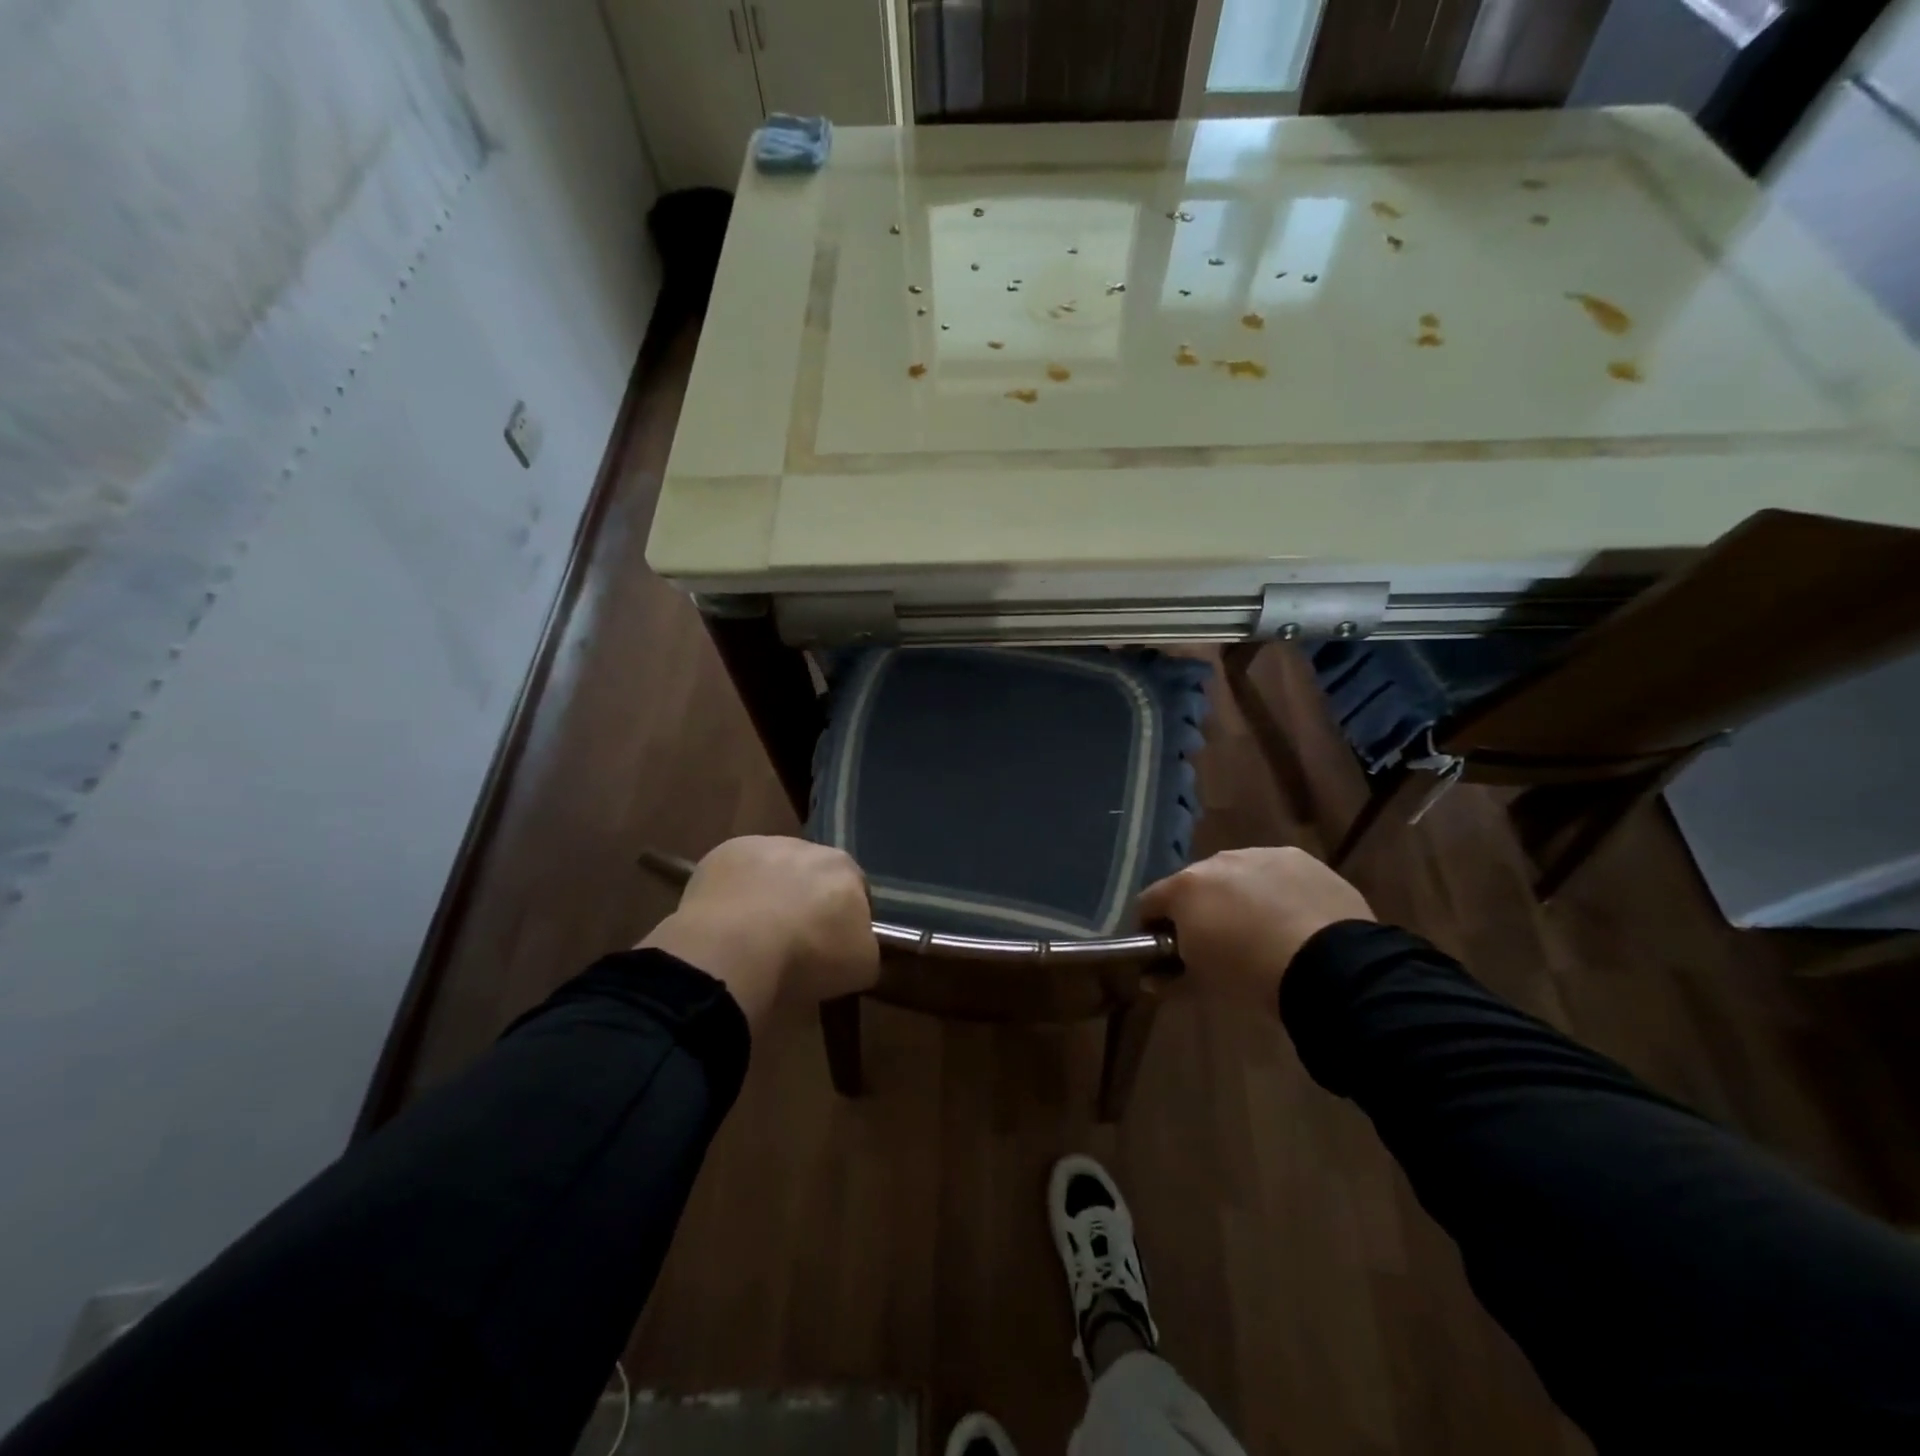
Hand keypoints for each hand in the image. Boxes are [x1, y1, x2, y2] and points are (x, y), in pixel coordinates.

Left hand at [639, 837, 878, 1022]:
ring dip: (769, 893)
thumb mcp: (862, 966)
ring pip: (772, 871)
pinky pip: (735, 876)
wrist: (736, 949)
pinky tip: (726, 924)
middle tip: (793, 941)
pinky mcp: (721, 854)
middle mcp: (807, 846)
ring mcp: (761, 846)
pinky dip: (734, 895)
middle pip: (812, 876)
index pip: (855, 891)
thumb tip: (857, 944)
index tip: (832, 947)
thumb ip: (865, 946)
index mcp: (845, 868)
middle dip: (806, 901)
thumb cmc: (808, 957)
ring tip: (754, 935)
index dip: (844, 920)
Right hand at [1138, 847, 1374, 1009]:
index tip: (1165, 951)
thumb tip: (1152, 979)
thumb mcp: (1202, 985)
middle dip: (1200, 909)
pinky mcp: (1300, 859)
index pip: (1148, 902)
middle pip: (1195, 884)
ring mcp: (1261, 855)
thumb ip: (1169, 977)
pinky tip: (1293, 918)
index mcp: (1185, 887)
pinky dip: (1276, 891)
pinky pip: (1276, 873)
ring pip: (1237, 875)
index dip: (1151, 927)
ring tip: (1262, 930)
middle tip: (1217, 943)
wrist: (1329, 966)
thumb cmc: (1250, 975)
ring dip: (1239, 896)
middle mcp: (1217, 861)